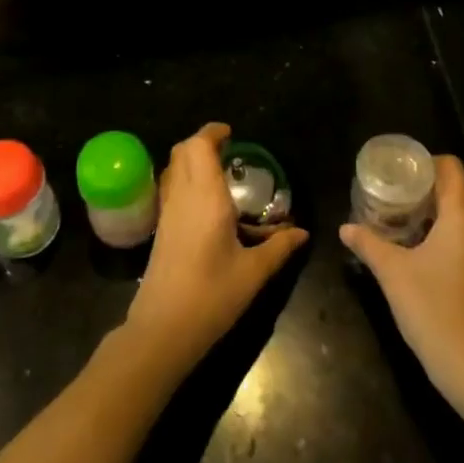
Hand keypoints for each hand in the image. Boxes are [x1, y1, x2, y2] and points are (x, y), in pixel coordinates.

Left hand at [124, 123, 309, 374]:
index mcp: (205, 198)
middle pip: (181, 151)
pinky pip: (171, 189)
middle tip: (228, 152)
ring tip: (220, 175)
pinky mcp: (161, 230)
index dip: (213, 132)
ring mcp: (167, 213)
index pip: (199, 146)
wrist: (162, 330)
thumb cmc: (211, 296)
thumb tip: (302, 232)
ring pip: (173, 169)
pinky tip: (208, 205)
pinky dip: (186, 181)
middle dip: (202, 143)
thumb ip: (278, 248)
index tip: (232, 134)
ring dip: (192, 161)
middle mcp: (182, 197)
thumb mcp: (253, 273)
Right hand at [340, 156, 463, 420]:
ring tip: (397, 224)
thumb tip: (345, 228)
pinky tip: (417, 254)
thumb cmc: (434, 310)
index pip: (450, 168)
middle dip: (420, 191)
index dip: (423, 163)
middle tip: (387, 198)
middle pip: (453, 192)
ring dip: (430, 216)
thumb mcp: (392, 273)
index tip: (396, 172)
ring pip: (459, 218)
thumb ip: (368, 244)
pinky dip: (442, 237)